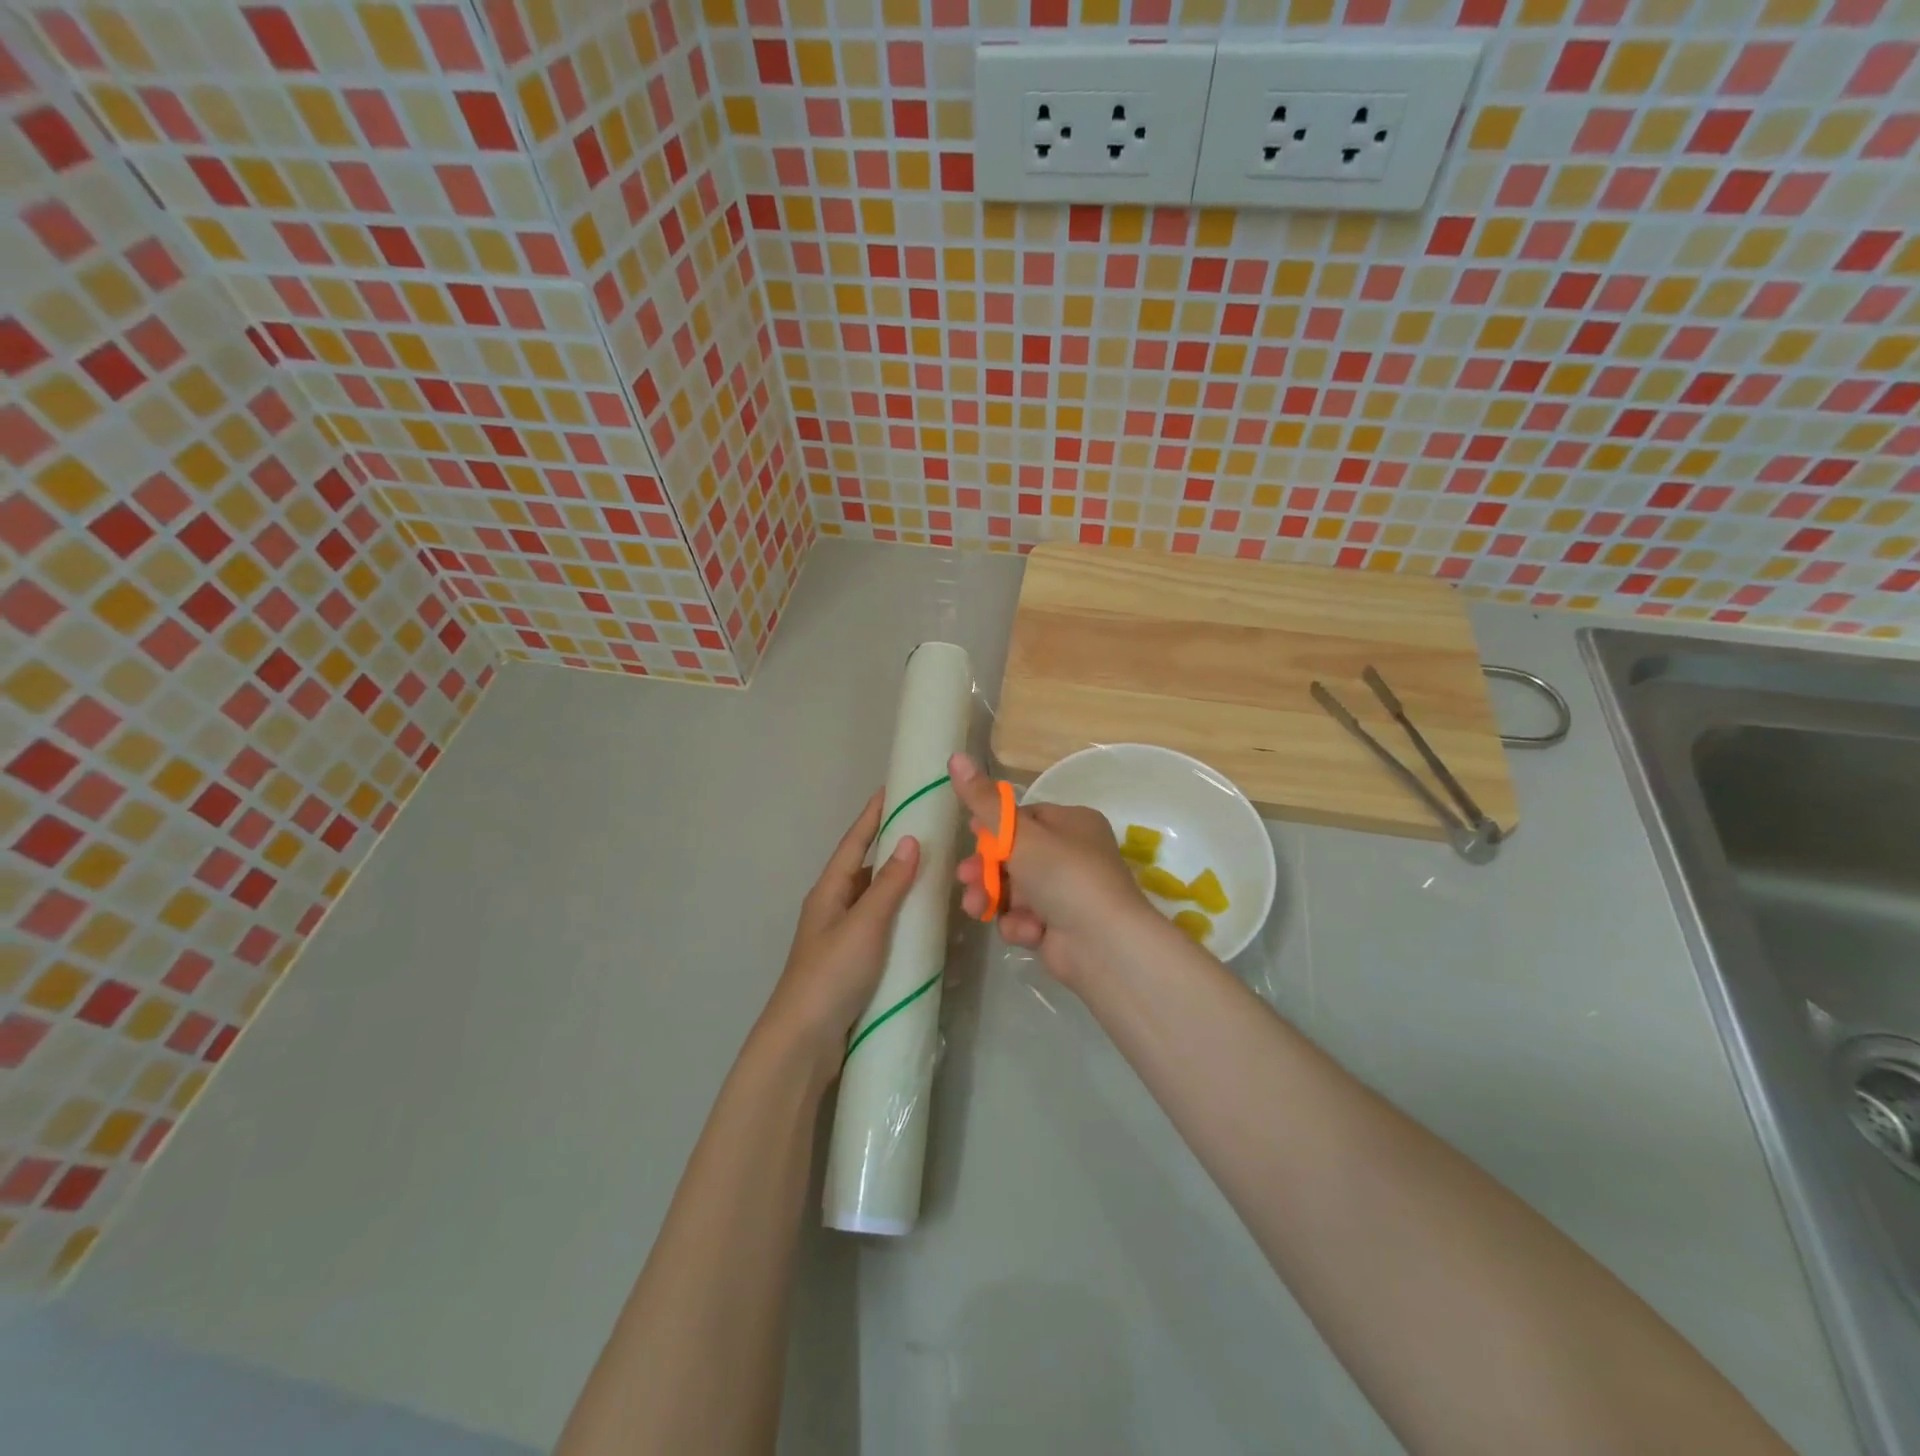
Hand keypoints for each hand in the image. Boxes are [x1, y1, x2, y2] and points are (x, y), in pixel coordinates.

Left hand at [760, 792, 919, 1073]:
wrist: (804, 1041)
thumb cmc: (831, 975)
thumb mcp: (864, 925)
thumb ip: (889, 885)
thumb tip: (911, 840)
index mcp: (829, 891)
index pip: (855, 842)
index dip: (873, 815)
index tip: (892, 788)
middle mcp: (834, 907)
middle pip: (866, 867)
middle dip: (893, 847)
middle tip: (928, 829)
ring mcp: (843, 936)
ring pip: (876, 897)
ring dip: (900, 882)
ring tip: (935, 868)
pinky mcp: (854, 961)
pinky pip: (882, 925)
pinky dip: (901, 915)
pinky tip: (923, 918)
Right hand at [948, 753, 1157, 986]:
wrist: (1104, 944)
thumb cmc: (1064, 874)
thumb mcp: (1019, 833)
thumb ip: (983, 801)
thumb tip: (955, 756)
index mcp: (1073, 823)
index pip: (1025, 817)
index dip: (994, 827)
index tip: (969, 834)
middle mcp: (1073, 854)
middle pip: (1015, 855)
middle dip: (985, 869)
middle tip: (964, 878)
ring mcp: (1068, 892)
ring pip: (1015, 888)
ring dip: (994, 897)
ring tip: (977, 907)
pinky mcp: (1061, 926)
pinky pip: (1027, 917)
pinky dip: (1021, 923)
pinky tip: (1026, 931)